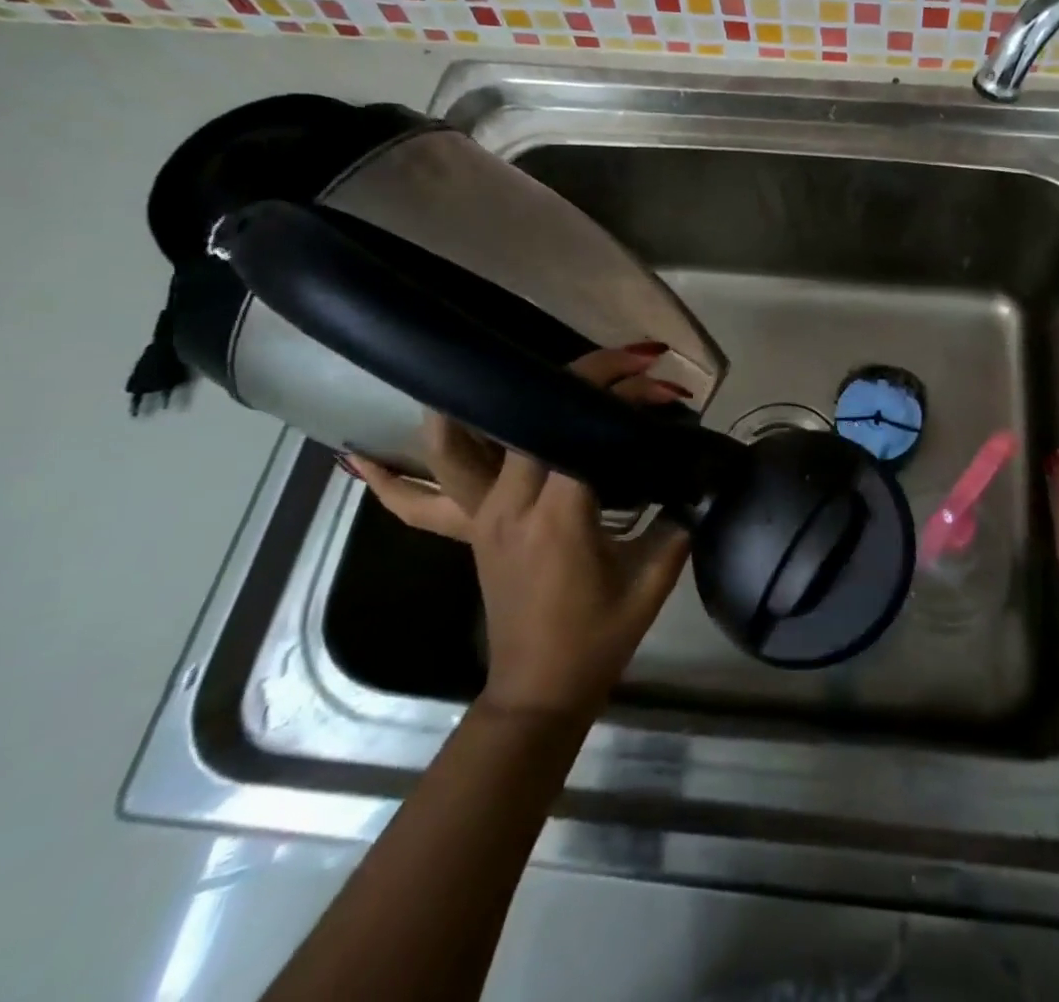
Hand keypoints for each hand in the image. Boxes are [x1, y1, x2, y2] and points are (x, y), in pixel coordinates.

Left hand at [350, 346, 691, 719]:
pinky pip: (424, 500)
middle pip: (530, 418)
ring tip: (482, 365)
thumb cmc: (597, 640)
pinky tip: (360, 459)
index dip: (623, 399)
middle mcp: (509, 505)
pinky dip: (393, 480)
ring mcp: (481, 516)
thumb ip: (677, 522)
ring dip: (464, 405)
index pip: (583, 432)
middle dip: (580, 378)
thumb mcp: (650, 581)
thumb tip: (699, 477)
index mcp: (557, 516)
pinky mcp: (472, 529)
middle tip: (625, 365)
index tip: (661, 386)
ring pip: (455, 448)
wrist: (539, 692)